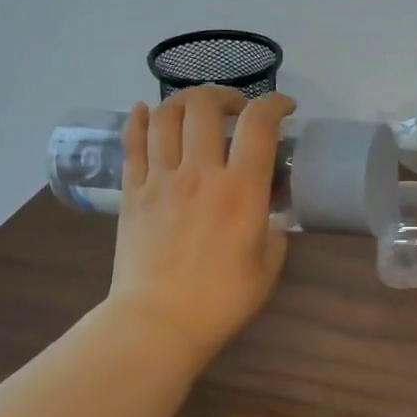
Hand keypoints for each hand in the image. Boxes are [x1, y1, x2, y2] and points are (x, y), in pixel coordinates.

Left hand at [106, 86, 295, 360]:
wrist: (159, 321)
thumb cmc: (221, 300)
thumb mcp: (268, 266)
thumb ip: (274, 231)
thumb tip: (267, 215)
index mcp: (241, 190)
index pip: (259, 124)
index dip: (274, 104)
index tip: (284, 107)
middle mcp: (200, 172)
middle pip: (205, 105)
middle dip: (225, 95)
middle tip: (235, 110)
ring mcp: (160, 179)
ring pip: (165, 116)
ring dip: (184, 101)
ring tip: (195, 110)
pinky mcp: (132, 193)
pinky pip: (132, 143)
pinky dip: (138, 120)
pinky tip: (144, 111)